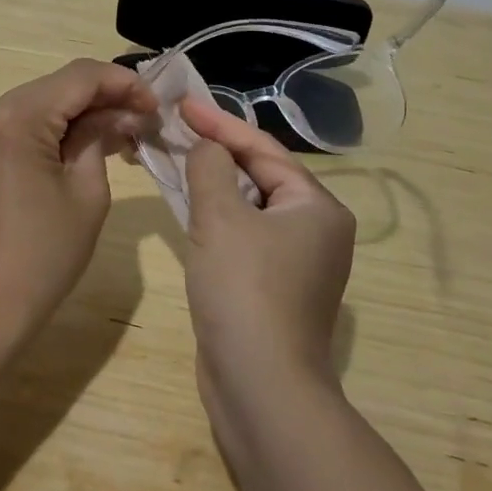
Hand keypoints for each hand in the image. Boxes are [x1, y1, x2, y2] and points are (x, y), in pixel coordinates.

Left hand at [0, 59, 156, 343]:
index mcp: (14, 118)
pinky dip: (51, 129)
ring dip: (78, 114)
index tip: (155, 104)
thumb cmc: (42, 257)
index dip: (122, 83)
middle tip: (143, 120)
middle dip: (102, 98)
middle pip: (55, 87)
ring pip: (37, 104)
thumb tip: (118, 113)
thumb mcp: (87, 193)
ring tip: (122, 133)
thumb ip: (101, 137)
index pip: (78, 77)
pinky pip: (18, 125)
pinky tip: (83, 144)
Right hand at [181, 99, 355, 405]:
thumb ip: (210, 167)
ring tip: (175, 159)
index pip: (263, 149)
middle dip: (217, 152)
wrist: (260, 387)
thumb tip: (207, 148)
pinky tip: (187, 208)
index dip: (220, 123)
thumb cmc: (245, 289)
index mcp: (316, 206)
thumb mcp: (221, 216)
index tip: (183, 104)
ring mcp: (296, 262)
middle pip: (260, 175)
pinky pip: (243, 235)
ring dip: (213, 184)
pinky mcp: (273, 287)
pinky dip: (216, 217)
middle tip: (176, 129)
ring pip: (249, 207)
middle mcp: (315, 229)